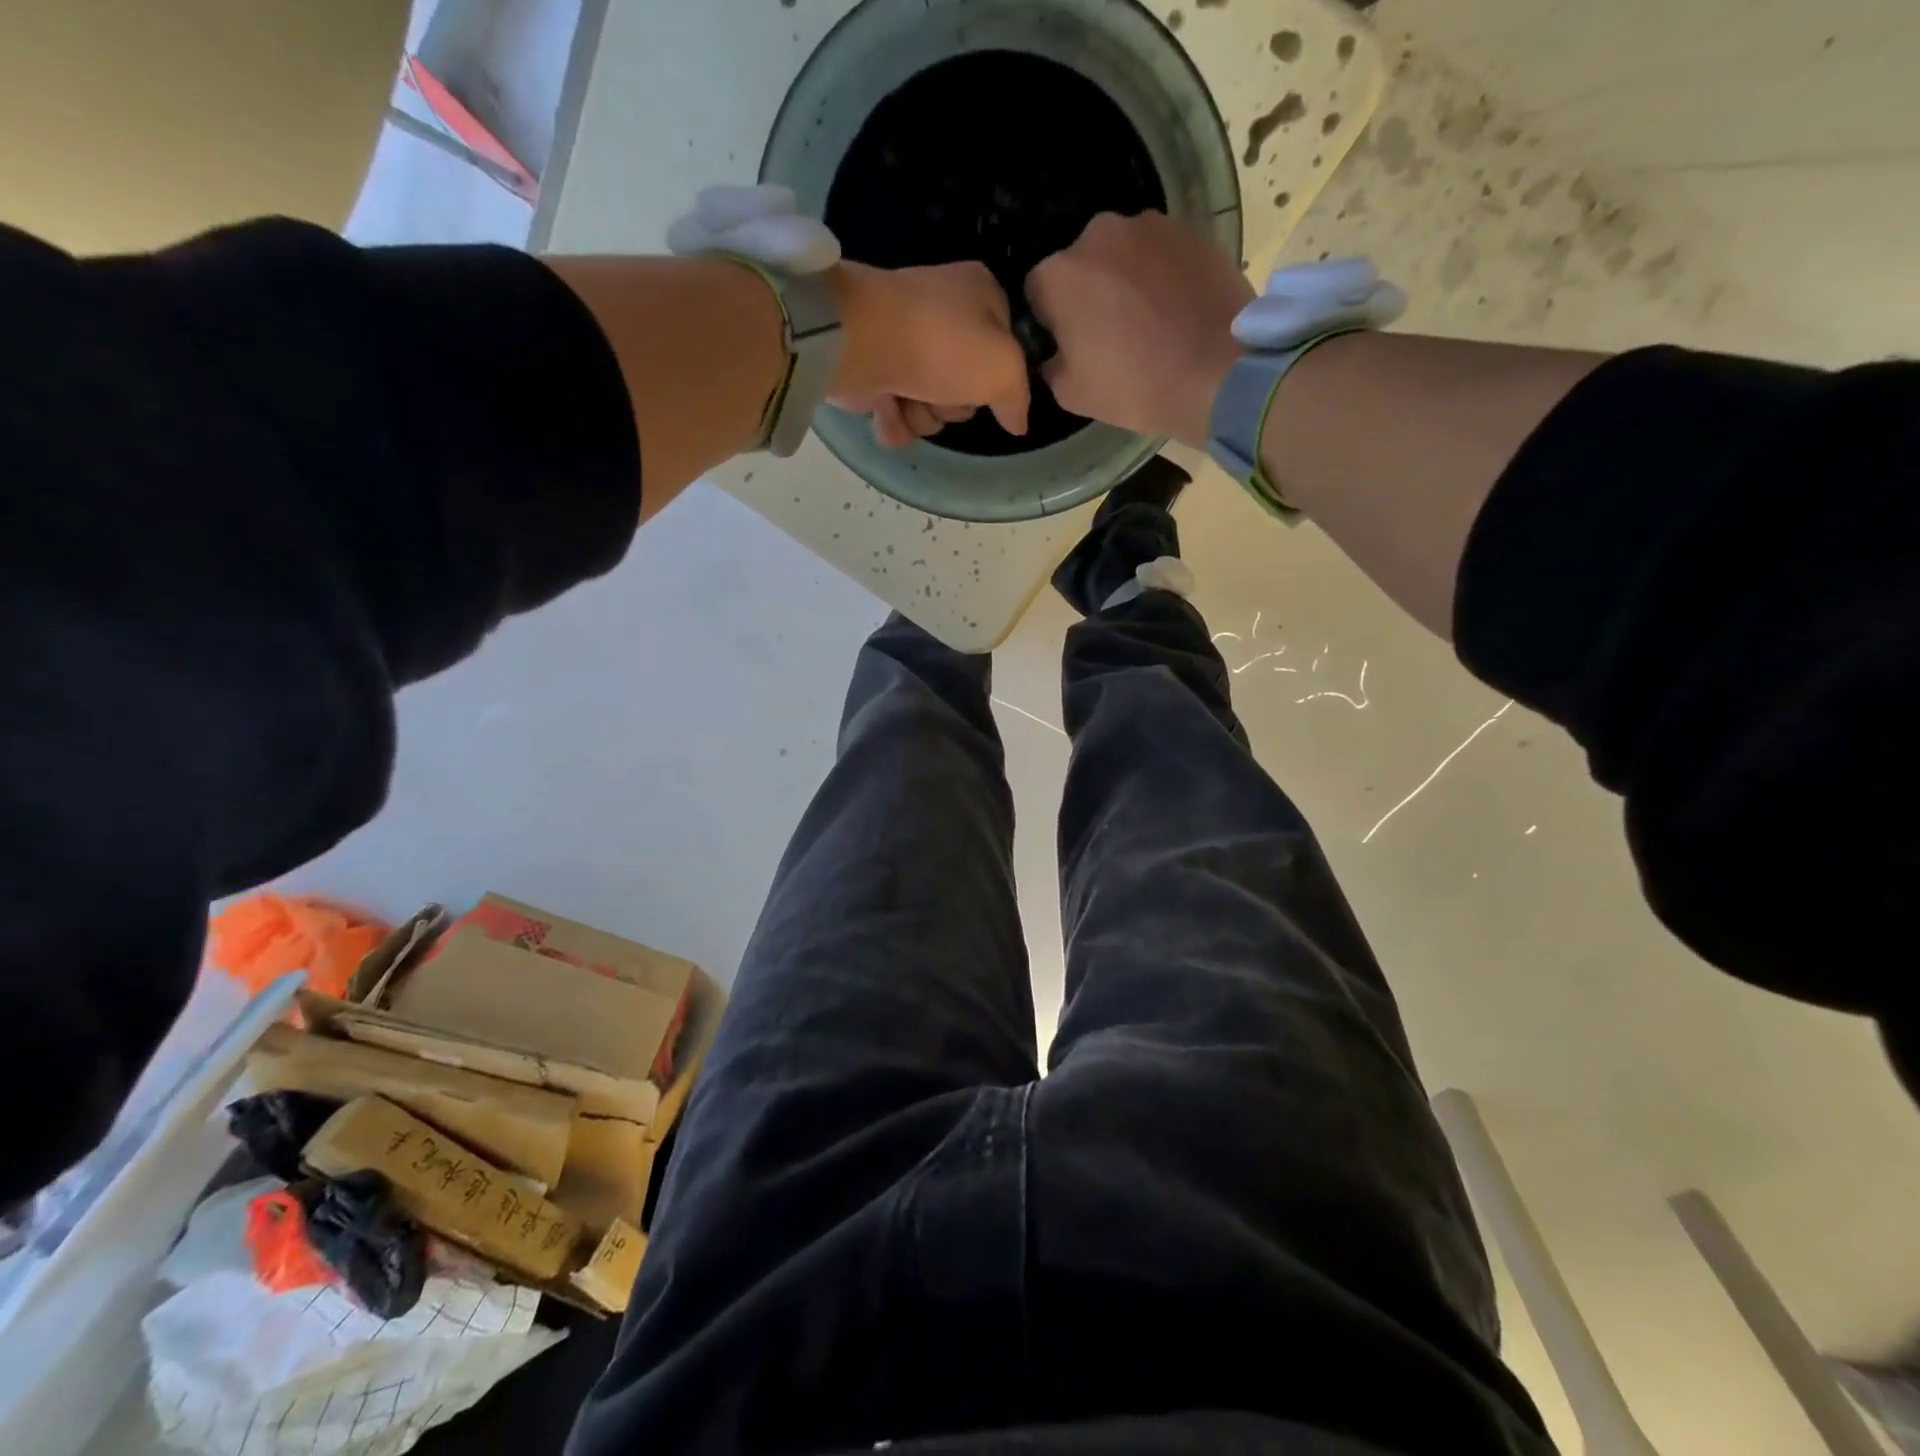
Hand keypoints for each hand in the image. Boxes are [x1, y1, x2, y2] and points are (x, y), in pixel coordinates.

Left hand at [829, 261, 1030, 448]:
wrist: (859, 340)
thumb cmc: (941, 344)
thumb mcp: (1003, 368)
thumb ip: (1018, 397)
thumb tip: (1018, 422)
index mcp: (979, 296)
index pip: (1006, 349)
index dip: (998, 377)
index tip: (988, 387)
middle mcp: (943, 316)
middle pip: (966, 387)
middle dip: (954, 404)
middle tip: (942, 393)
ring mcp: (905, 343)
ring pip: (931, 406)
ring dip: (923, 416)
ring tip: (907, 400)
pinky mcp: (874, 370)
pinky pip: (897, 415)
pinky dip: (893, 422)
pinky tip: (886, 411)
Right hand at [1026, 212, 1253, 447]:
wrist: (1217, 372)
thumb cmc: (1135, 386)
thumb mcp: (1071, 394)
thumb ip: (1051, 364)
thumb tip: (1057, 352)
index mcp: (1059, 273)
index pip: (1036, 290)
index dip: (1049, 320)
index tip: (1068, 345)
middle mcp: (1098, 234)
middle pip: (1080, 264)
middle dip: (1088, 293)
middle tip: (1109, 334)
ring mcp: (1149, 226)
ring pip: (1121, 255)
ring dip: (1124, 281)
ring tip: (1147, 322)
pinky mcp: (1190, 229)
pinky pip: (1160, 254)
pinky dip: (1160, 276)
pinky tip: (1174, 310)